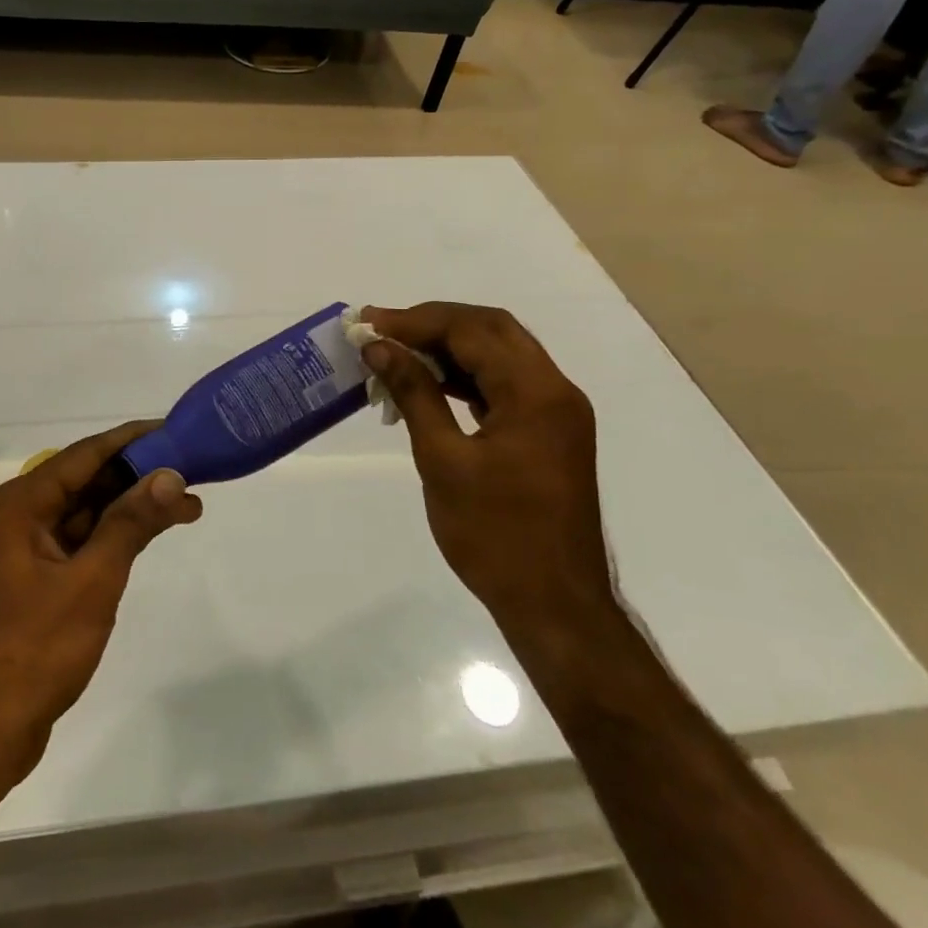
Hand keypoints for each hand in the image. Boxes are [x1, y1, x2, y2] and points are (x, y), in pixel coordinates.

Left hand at [0, 422, 202, 784]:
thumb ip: (130, 523)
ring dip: (124, 511)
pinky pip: (68, 546)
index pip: (82, 456)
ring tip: (182, 507)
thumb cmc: (31, 654)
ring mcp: (10, 555)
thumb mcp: (91, 583)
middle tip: (189, 475)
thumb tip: (169, 475)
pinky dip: (104, 540)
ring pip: (76, 516)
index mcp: (14, 507)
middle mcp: (7, 520)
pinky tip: (140, 540)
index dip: (131, 441)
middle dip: (135, 480)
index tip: (173, 431)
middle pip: (80, 484)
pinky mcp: (18, 585)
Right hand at [359, 303, 617, 652]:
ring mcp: (557, 412)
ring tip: (399, 353)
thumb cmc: (495, 536)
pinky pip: (507, 384)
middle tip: (384, 331)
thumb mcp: (444, 461)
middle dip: (435, 323)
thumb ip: (414, 394)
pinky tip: (432, 384)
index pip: (472, 330)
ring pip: (501, 354)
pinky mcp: (550, 432)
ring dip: (451, 347)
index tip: (369, 324)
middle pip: (492, 330)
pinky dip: (468, 375)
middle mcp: (555, 390)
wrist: (556, 605)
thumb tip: (380, 347)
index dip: (417, 321)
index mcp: (535, 393)